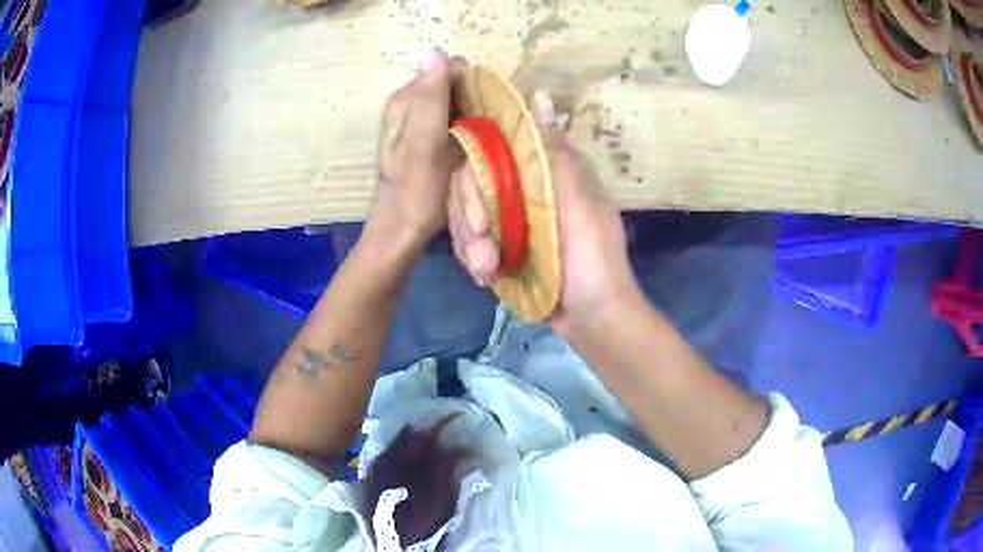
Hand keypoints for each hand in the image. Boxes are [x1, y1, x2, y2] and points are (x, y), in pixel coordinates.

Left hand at [366, 50, 466, 252]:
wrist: (400, 235)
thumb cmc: (415, 194)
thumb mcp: (425, 144)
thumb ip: (430, 98)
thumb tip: (435, 50)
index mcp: (406, 100)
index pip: (449, 69)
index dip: (474, 86)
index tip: (487, 114)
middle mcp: (408, 105)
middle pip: (454, 86)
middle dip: (476, 102)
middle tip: (486, 134)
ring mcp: (416, 123)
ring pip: (457, 103)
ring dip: (475, 117)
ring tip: (482, 144)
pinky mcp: (425, 140)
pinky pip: (454, 121)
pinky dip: (468, 129)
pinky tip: (474, 149)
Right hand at [449, 93, 638, 335]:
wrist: (592, 317)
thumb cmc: (591, 255)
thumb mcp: (577, 200)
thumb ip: (552, 151)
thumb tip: (539, 95)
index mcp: (544, 167)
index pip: (493, 149)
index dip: (475, 171)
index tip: (477, 209)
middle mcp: (523, 185)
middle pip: (471, 184)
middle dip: (469, 220)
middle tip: (483, 255)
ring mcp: (511, 217)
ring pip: (466, 214)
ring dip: (470, 244)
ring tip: (486, 270)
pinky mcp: (503, 244)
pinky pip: (471, 241)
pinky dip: (473, 257)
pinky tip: (485, 276)